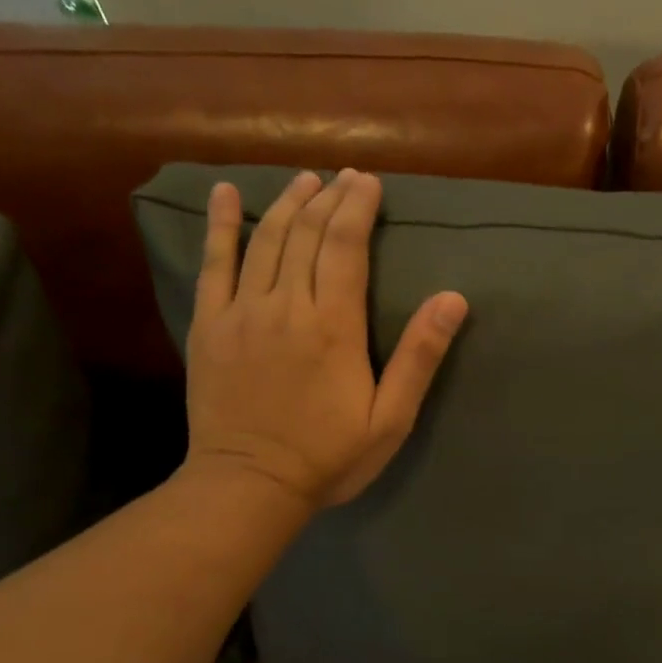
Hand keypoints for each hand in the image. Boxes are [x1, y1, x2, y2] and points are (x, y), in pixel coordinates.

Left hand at [181, 168, 467, 509]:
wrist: (250, 485)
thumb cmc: (329, 457)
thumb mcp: (390, 418)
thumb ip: (419, 357)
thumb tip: (452, 299)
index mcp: (334, 325)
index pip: (347, 245)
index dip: (358, 207)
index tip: (368, 182)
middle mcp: (287, 305)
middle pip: (309, 234)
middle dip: (329, 198)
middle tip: (344, 177)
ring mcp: (242, 312)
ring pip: (267, 240)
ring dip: (288, 203)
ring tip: (304, 180)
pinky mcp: (209, 325)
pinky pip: (213, 263)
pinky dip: (221, 226)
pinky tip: (226, 195)